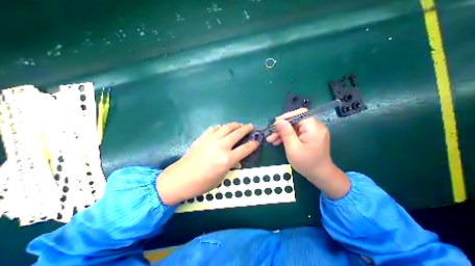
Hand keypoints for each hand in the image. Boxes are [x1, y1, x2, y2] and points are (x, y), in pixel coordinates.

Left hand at [156, 122, 258, 205]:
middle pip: (237, 133)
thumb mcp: (221, 178)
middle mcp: (221, 146)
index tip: (257, 141)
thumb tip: (237, 161)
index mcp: (227, 159)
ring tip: (238, 124)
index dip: (253, 144)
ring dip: (234, 125)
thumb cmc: (202, 183)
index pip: (245, 149)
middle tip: (250, 126)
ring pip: (226, 127)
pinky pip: (213, 128)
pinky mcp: (202, 138)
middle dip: (246, 129)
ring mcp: (210, 140)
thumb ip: (231, 166)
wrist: (180, 178)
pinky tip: (222, 128)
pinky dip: (220, 127)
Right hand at [266, 109, 349, 198]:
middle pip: (295, 121)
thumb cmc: (307, 163)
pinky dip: (288, 136)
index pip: (300, 113)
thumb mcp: (293, 148)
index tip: (275, 124)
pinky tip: (278, 142)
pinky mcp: (310, 137)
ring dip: (282, 133)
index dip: (286, 117)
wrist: (320, 175)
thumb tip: (278, 121)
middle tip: (271, 135)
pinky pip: (296, 133)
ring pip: (294, 127)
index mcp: (313, 128)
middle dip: (282, 128)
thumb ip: (286, 133)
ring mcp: (313, 132)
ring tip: (271, 140)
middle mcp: (315, 127)